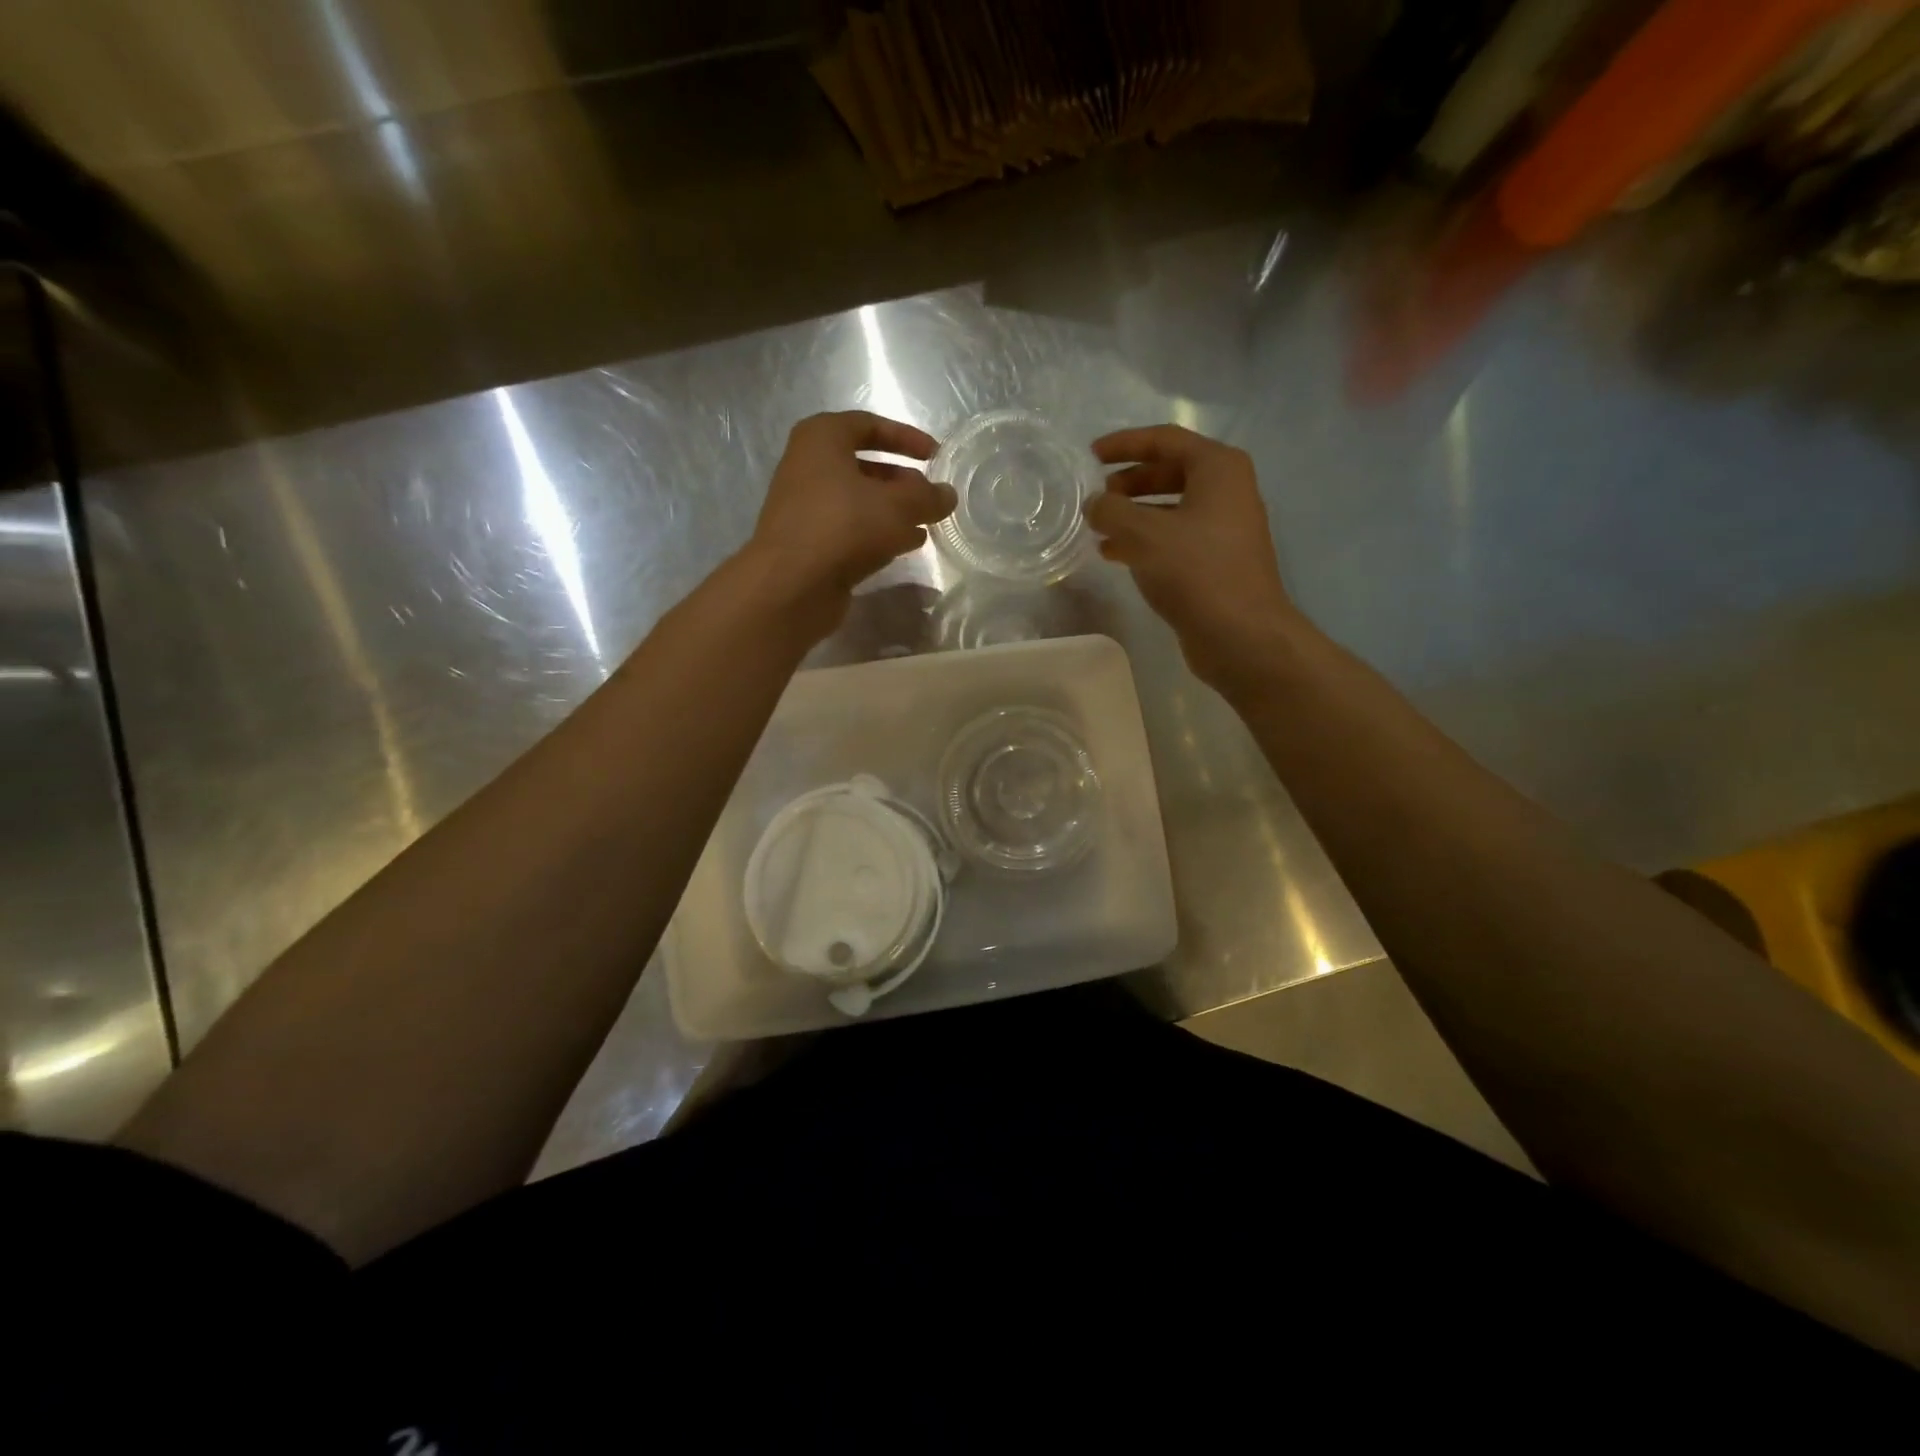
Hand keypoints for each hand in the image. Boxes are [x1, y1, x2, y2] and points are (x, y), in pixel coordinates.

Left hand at [744, 411, 955, 638]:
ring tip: (926, 524)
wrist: (791, 585)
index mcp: (821, 439)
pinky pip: (849, 529)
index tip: (935, 456)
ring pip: (858, 501)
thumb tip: (948, 495)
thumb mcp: (898, 506)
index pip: (868, 425)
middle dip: (901, 480)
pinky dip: (877, 533)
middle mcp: (807, 467)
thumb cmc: (844, 526)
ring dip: (892, 510)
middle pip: (863, 466)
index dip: (906, 438)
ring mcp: (805, 507)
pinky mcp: (809, 543)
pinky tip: (906, 546)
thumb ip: (927, 497)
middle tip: (930, 497)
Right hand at [1085, 425, 1302, 693]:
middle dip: (1129, 483)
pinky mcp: (1216, 562)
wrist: (1240, 634)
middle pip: (1169, 472)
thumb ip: (1111, 511)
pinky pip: (1174, 538)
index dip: (1125, 444)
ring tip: (1098, 529)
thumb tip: (1095, 504)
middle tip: (1097, 497)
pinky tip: (1115, 555)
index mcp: (1218, 468)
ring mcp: (1224, 528)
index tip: (1091, 455)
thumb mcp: (1143, 534)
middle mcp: (1227, 491)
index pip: (1165, 440)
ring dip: (1133, 515)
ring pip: (1170, 509)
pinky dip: (1145, 541)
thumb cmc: (1195, 571)